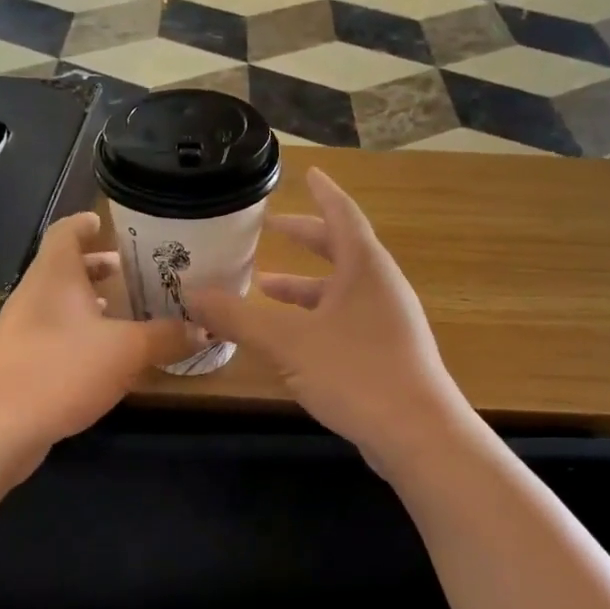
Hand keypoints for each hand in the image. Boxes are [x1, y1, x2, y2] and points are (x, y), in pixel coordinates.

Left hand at [0, 212, 190, 458]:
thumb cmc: (61, 369)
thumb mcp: (126, 351)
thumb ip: (166, 336)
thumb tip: (204, 328)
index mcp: (55, 274)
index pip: (66, 231)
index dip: (86, 223)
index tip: (108, 223)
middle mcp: (35, 293)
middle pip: (65, 266)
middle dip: (98, 266)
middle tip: (133, 270)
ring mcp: (22, 328)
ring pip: (60, 302)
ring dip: (90, 302)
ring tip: (125, 310)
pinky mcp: (19, 360)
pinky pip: (55, 333)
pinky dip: (80, 332)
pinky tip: (103, 355)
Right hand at [189, 169, 469, 464]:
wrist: (417, 435)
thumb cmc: (356, 372)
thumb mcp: (288, 342)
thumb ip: (238, 317)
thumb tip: (192, 296)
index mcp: (365, 268)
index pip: (342, 214)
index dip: (323, 192)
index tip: (308, 173)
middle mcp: (380, 287)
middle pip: (341, 250)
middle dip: (305, 238)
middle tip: (271, 227)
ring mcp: (386, 322)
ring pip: (339, 290)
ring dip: (303, 285)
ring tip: (264, 285)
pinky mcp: (385, 353)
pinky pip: (343, 319)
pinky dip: (314, 316)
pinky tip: (288, 337)